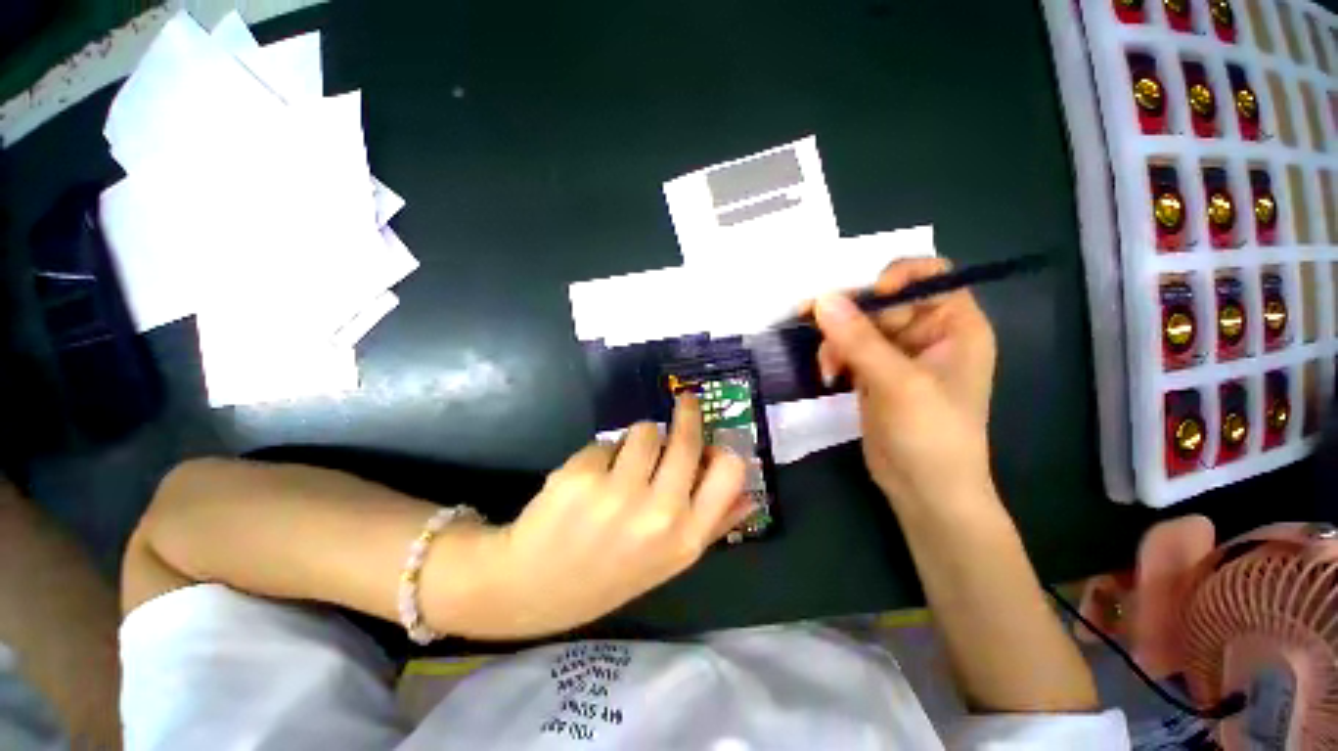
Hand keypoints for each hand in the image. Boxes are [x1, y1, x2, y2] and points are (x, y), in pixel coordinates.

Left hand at [486, 396, 750, 636]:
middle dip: (686, 413)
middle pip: (686, 439)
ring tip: (623, 464)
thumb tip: (751, 498)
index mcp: (685, 538)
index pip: (729, 472)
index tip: (712, 432)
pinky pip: (606, 441)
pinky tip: (589, 481)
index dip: (721, 445)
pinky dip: (603, 453)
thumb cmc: (608, 573)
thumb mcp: (668, 561)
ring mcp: (617, 493)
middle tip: (683, 401)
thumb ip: (713, 526)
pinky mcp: (581, 475)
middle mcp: (658, 514)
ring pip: (645, 430)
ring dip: (637, 439)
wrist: (531, 588)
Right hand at [813, 257, 997, 512]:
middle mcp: (928, 333)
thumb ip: (859, 339)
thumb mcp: (898, 383)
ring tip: (828, 367)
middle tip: (815, 326)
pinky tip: (828, 375)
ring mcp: (898, 354)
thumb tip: (821, 299)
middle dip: (850, 316)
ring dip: (836, 340)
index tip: (864, 300)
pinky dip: (834, 356)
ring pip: (858, 325)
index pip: (928, 275)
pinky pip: (848, 348)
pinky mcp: (874, 373)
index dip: (895, 278)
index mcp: (955, 325)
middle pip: (883, 301)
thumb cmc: (931, 435)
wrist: (924, 490)